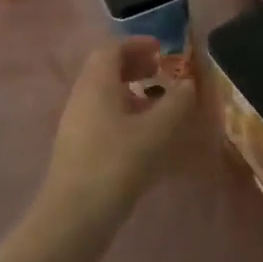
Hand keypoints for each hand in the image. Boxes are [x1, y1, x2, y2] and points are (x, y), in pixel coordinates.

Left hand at [36, 39, 195, 234]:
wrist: (74, 217)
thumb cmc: (117, 164)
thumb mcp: (156, 131)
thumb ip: (176, 103)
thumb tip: (187, 84)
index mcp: (96, 84)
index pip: (111, 49)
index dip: (137, 44)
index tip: (162, 49)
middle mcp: (81, 97)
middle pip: (105, 69)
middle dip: (134, 65)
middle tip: (160, 71)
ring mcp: (75, 125)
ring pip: (103, 95)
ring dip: (130, 91)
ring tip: (157, 105)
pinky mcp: (77, 149)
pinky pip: (101, 117)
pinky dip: (123, 114)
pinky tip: (143, 136)